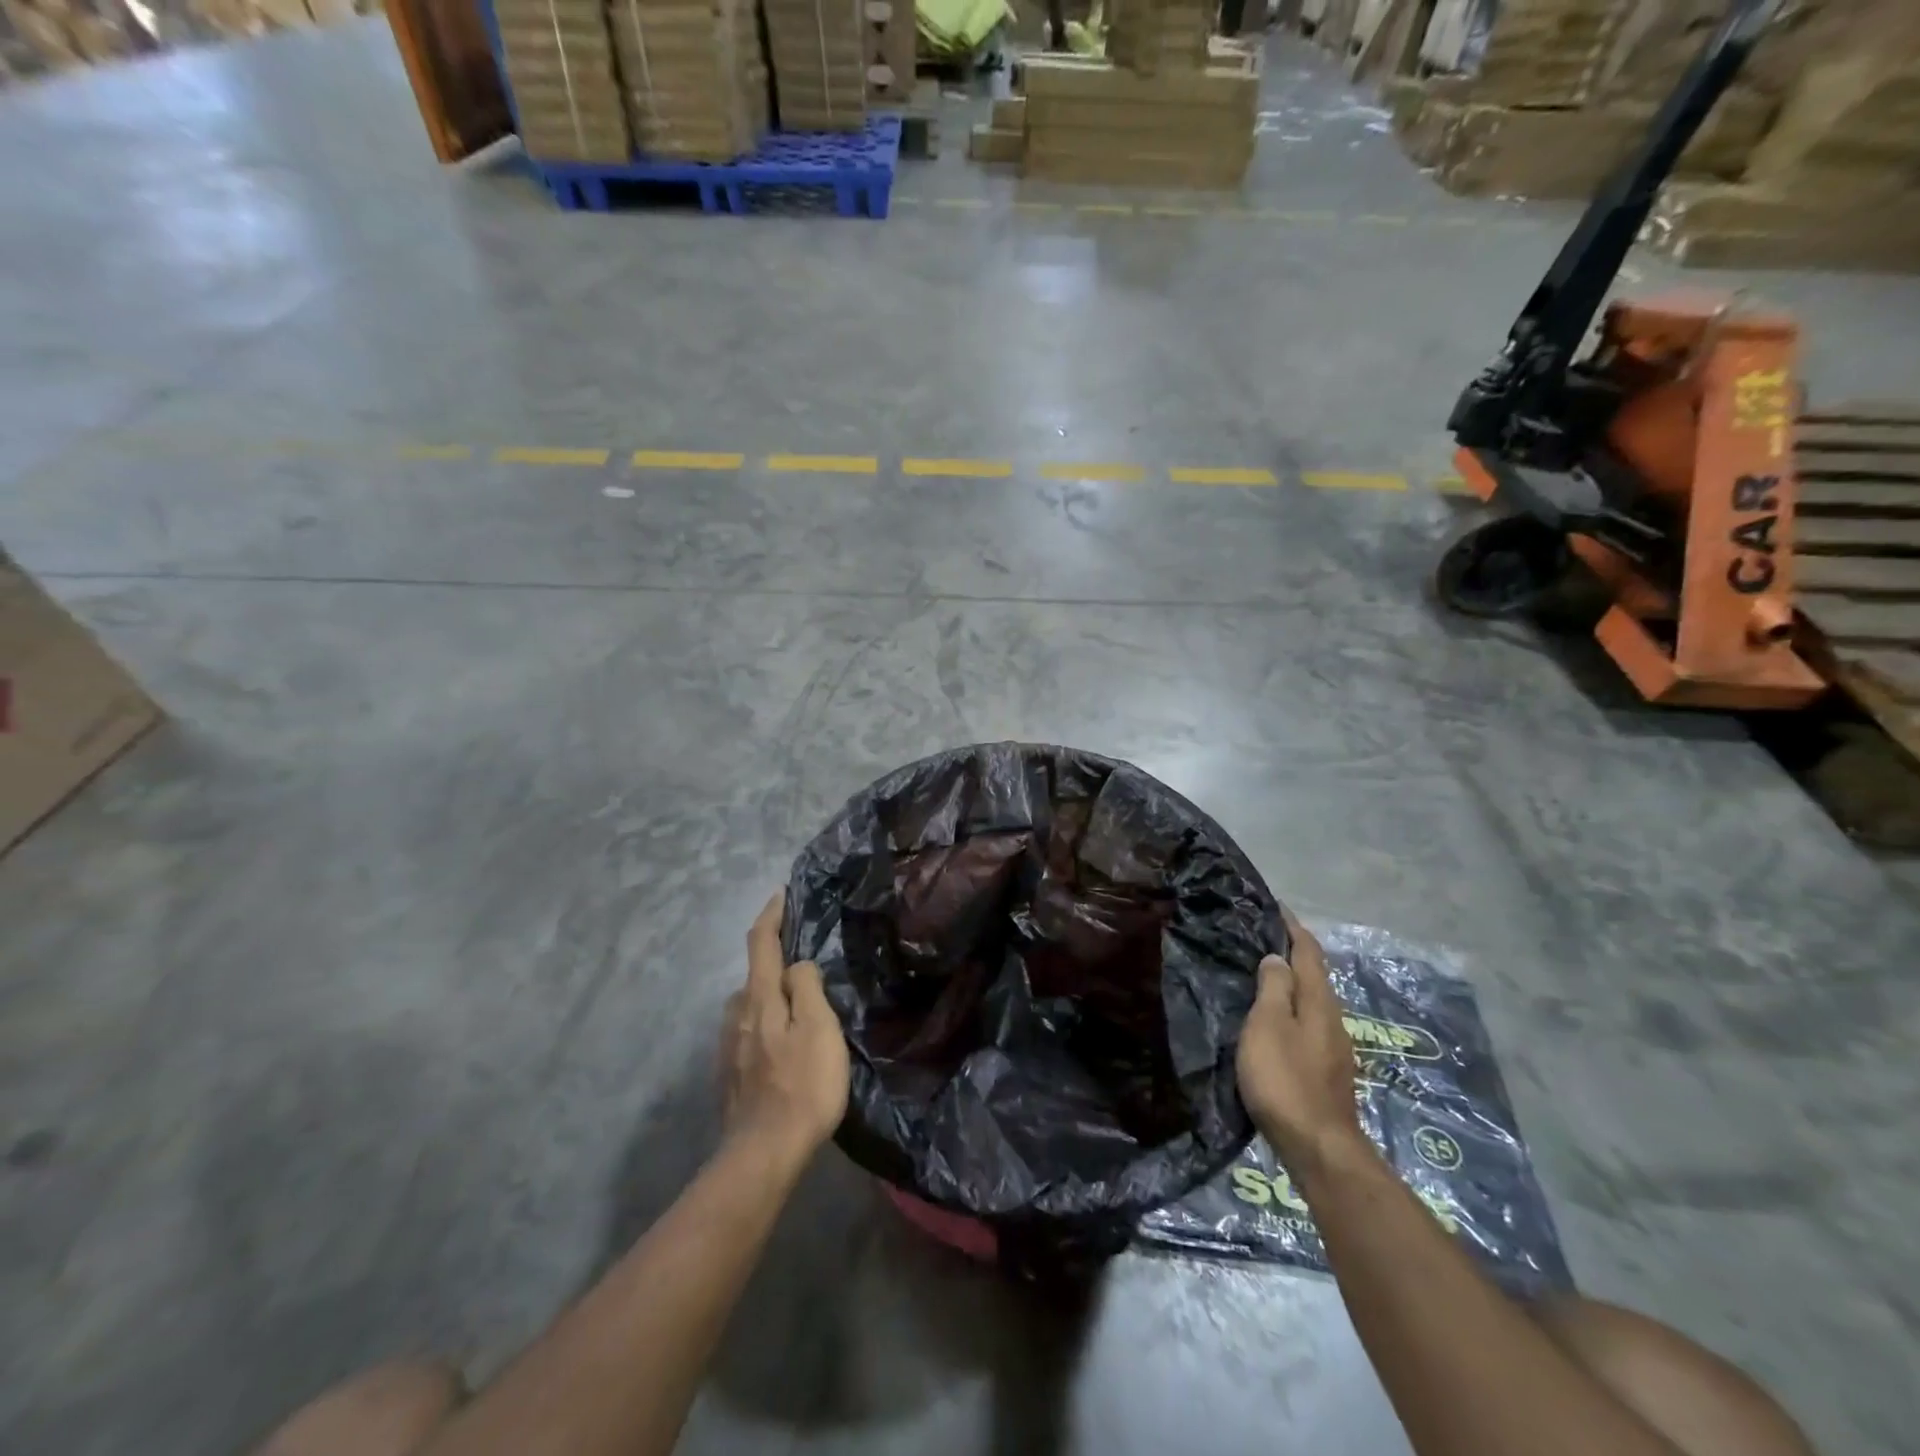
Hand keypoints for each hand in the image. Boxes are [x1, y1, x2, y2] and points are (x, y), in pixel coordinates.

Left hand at [721, 894, 850, 1160]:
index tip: (781, 895)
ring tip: (799, 1009)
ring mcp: (729, 1047)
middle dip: (775, 963)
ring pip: (750, 1007)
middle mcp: (736, 1015)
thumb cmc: (802, 1085)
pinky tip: (783, 1048)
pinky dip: (766, 1025)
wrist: (763, 1155)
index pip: (760, 943)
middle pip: (754, 976)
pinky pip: (749, 1034)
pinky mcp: (731, 1074)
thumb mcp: (819, 1028)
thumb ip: (807, 987)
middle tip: (806, 967)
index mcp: (759, 998)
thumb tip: (797, 965)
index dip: (771, 916)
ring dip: (770, 997)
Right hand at [1237, 910, 1366, 1171]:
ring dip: (1292, 982)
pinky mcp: (1326, 1071)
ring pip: (1312, 1001)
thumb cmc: (1285, 1079)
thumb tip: (1277, 957)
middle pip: (1314, 976)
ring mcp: (1333, 1048)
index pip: (1309, 953)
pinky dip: (1292, 1008)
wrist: (1318, 1147)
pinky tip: (1274, 1019)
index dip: (1293, 928)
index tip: (1275, 906)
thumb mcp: (1269, 1025)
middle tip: (1262, 936)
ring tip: (1263, 974)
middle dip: (1293, 953)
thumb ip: (1274, 988)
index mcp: (1319, 1002)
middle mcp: (1332, 1019)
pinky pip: (1308, 1024)